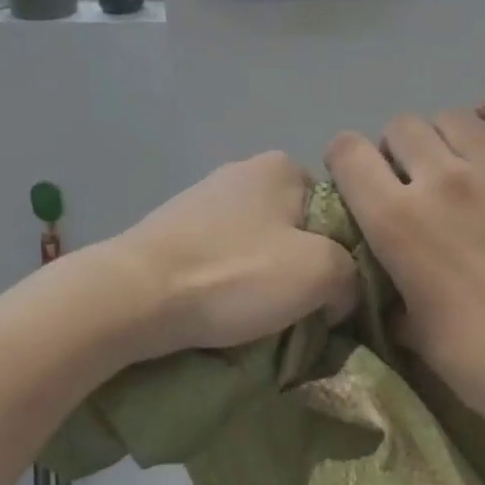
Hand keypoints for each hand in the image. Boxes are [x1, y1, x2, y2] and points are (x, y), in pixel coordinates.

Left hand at [116, 152, 358, 359]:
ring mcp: (202, 200)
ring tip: (258, 318)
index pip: (337, 210)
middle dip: (302, 267)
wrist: (131, 296)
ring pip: (258, 246)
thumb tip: (340, 293)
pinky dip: (228, 283)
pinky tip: (222, 310)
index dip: (343, 254)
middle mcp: (243, 171)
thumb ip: (353, 275)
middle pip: (297, 229)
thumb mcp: (321, 272)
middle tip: (301, 309)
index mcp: (283, 166)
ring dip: (264, 279)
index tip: (333, 292)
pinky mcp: (172, 231)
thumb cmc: (235, 273)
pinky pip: (221, 259)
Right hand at [325, 92, 484, 423]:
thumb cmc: (481, 359)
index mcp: (397, 221)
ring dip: (444, 134)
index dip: (345, 158)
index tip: (357, 176)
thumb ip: (394, 293)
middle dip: (396, 148)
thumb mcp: (414, 331)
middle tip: (413, 177)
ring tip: (457, 159)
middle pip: (401, 126)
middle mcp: (441, 179)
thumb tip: (392, 286)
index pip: (348, 153)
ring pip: (453, 116)